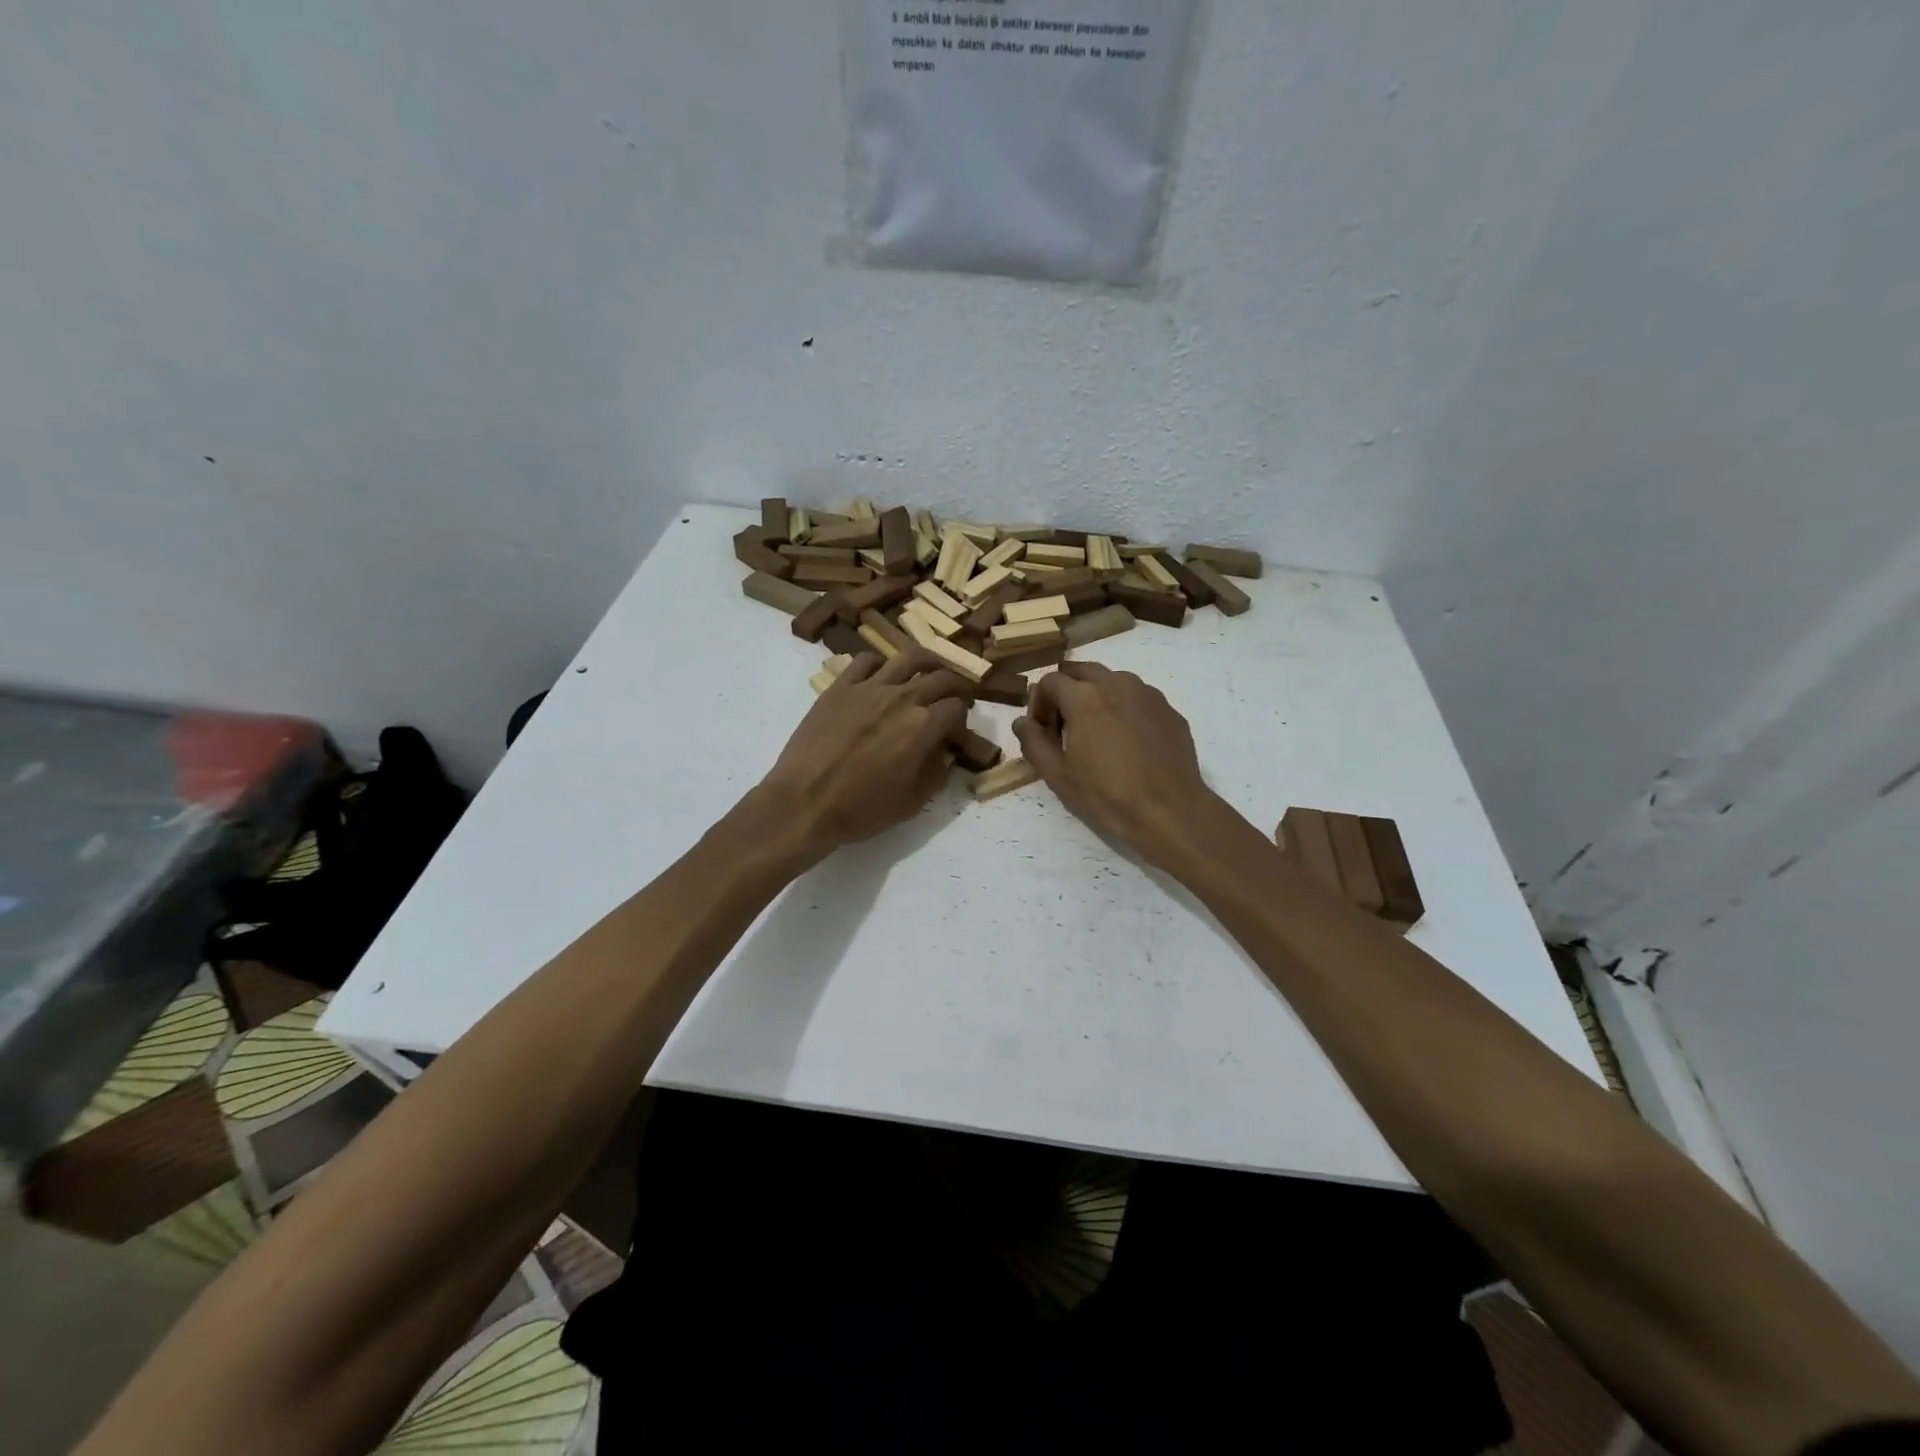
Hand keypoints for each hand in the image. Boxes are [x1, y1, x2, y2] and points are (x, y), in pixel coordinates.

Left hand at [760, 649, 970, 854]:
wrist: (804, 802)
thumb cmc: (861, 809)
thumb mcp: (913, 802)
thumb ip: (936, 772)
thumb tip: (944, 753)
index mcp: (924, 726)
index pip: (958, 707)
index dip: (963, 719)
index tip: (956, 732)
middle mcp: (902, 698)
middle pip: (942, 676)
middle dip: (956, 686)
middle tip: (955, 697)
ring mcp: (869, 687)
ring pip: (909, 657)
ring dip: (928, 662)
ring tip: (929, 671)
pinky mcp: (840, 686)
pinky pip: (866, 661)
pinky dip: (881, 665)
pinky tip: (881, 678)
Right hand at [1013, 662, 1218, 867]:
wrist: (1170, 810)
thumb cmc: (1107, 795)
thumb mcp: (1059, 776)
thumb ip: (1033, 743)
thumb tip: (1021, 722)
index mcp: (1085, 697)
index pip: (1049, 681)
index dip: (1038, 703)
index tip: (1041, 730)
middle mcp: (1117, 684)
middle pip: (1081, 671)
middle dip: (1066, 691)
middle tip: (1064, 725)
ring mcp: (1148, 694)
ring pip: (1112, 681)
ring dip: (1096, 696)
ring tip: (1096, 732)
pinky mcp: (1169, 710)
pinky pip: (1138, 698)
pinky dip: (1124, 708)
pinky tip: (1127, 742)